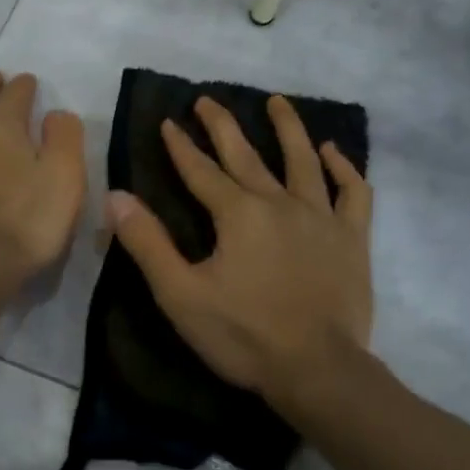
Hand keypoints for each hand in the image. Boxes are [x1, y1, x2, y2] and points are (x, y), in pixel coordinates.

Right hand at [106, 94, 372, 405]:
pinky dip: (344, 168)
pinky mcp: (352, 238)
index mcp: (237, 214)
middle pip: (246, 155)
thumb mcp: (181, 294)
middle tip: (207, 100)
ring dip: (288, 128)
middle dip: (222, 126)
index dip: (180, 146)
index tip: (168, 121)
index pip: (200, 171)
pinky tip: (333, 151)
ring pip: (303, 160)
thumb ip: (147, 243)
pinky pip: (353, 192)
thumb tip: (116, 196)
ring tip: (277, 102)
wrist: (318, 370)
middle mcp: (279, 203)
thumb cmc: (243, 335)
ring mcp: (321, 217)